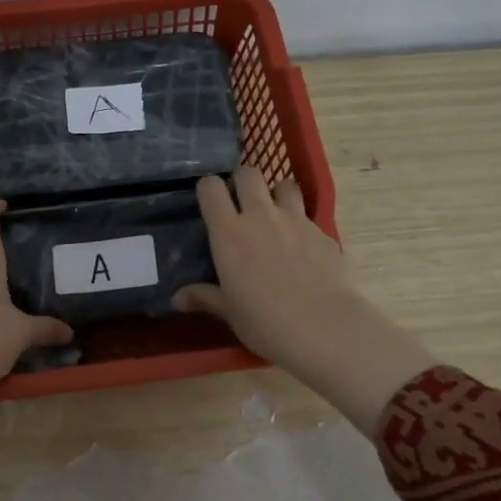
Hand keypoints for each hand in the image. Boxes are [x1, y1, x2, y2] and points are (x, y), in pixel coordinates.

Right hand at [175, 167, 438, 433]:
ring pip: (285, 185)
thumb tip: (177, 299)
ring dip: (278, 194)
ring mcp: (296, 220)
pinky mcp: (324, 233)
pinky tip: (304, 251)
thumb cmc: (264, 321)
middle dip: (243, 180)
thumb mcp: (230, 312)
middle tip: (242, 202)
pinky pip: (309, 217)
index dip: (208, 189)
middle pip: (249, 173)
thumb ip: (205, 297)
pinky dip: (303, 226)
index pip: (210, 188)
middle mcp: (260, 216)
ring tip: (276, 216)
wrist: (323, 327)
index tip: (210, 202)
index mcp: (228, 232)